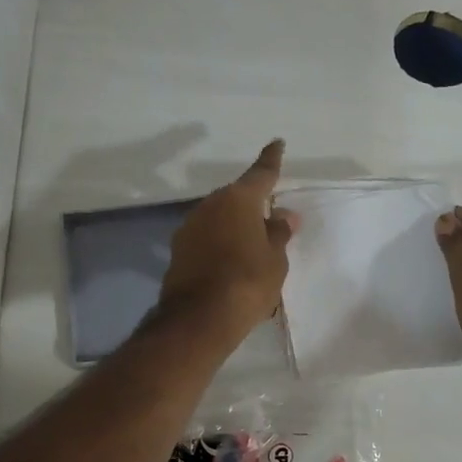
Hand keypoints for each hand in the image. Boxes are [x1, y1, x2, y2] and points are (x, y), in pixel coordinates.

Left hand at [160, 140, 297, 341]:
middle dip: (252, 205)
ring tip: (252, 246)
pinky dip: (220, 244)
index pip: (261, 173)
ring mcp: (190, 227)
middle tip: (269, 218)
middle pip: (236, 198)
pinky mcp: (178, 251)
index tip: (277, 143)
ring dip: (234, 227)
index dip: (271, 160)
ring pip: (219, 219)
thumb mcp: (275, 259)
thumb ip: (278, 233)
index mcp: (238, 200)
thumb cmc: (247, 282)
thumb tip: (282, 216)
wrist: (200, 318)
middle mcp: (210, 205)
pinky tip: (231, 262)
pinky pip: (207, 239)